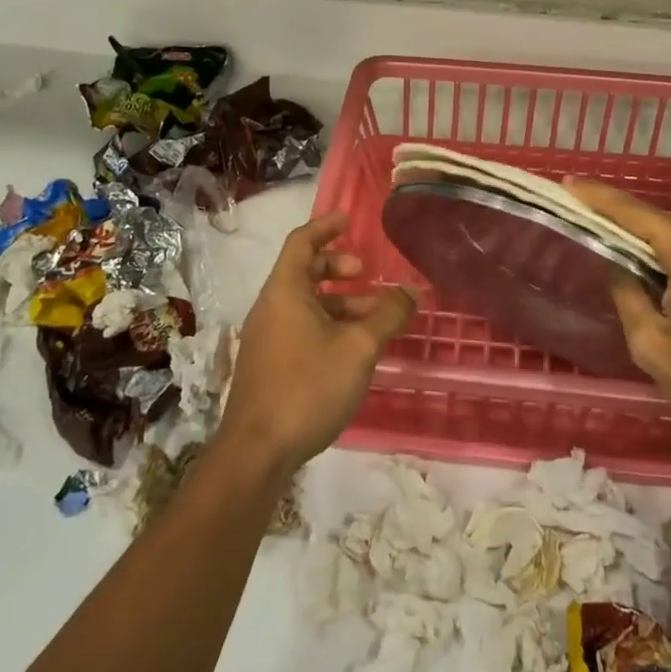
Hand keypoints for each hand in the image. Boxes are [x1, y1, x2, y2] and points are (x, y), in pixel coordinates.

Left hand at [220, 212, 415, 477]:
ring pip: (305, 304)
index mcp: (285, 291)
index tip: (349, 220)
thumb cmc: (308, 386)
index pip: (301, 242)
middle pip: (303, 271)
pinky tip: (353, 349)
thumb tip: (412, 291)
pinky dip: (327, 324)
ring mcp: (266, 338)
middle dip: (337, 267)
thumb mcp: (359, 347)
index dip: (325, 227)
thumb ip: (388, 314)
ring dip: (339, 302)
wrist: (258, 451)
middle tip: (366, 274)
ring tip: (373, 318)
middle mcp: (270, 307)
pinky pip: (300, 328)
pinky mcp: (268, 365)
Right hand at [566, 179, 670, 444]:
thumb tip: (621, 271)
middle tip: (590, 216)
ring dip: (656, 240)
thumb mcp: (654, 348)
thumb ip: (629, 299)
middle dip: (626, 218)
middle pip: (663, 221)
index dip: (601, 197)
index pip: (637, 215)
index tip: (570, 182)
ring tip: (626, 249)